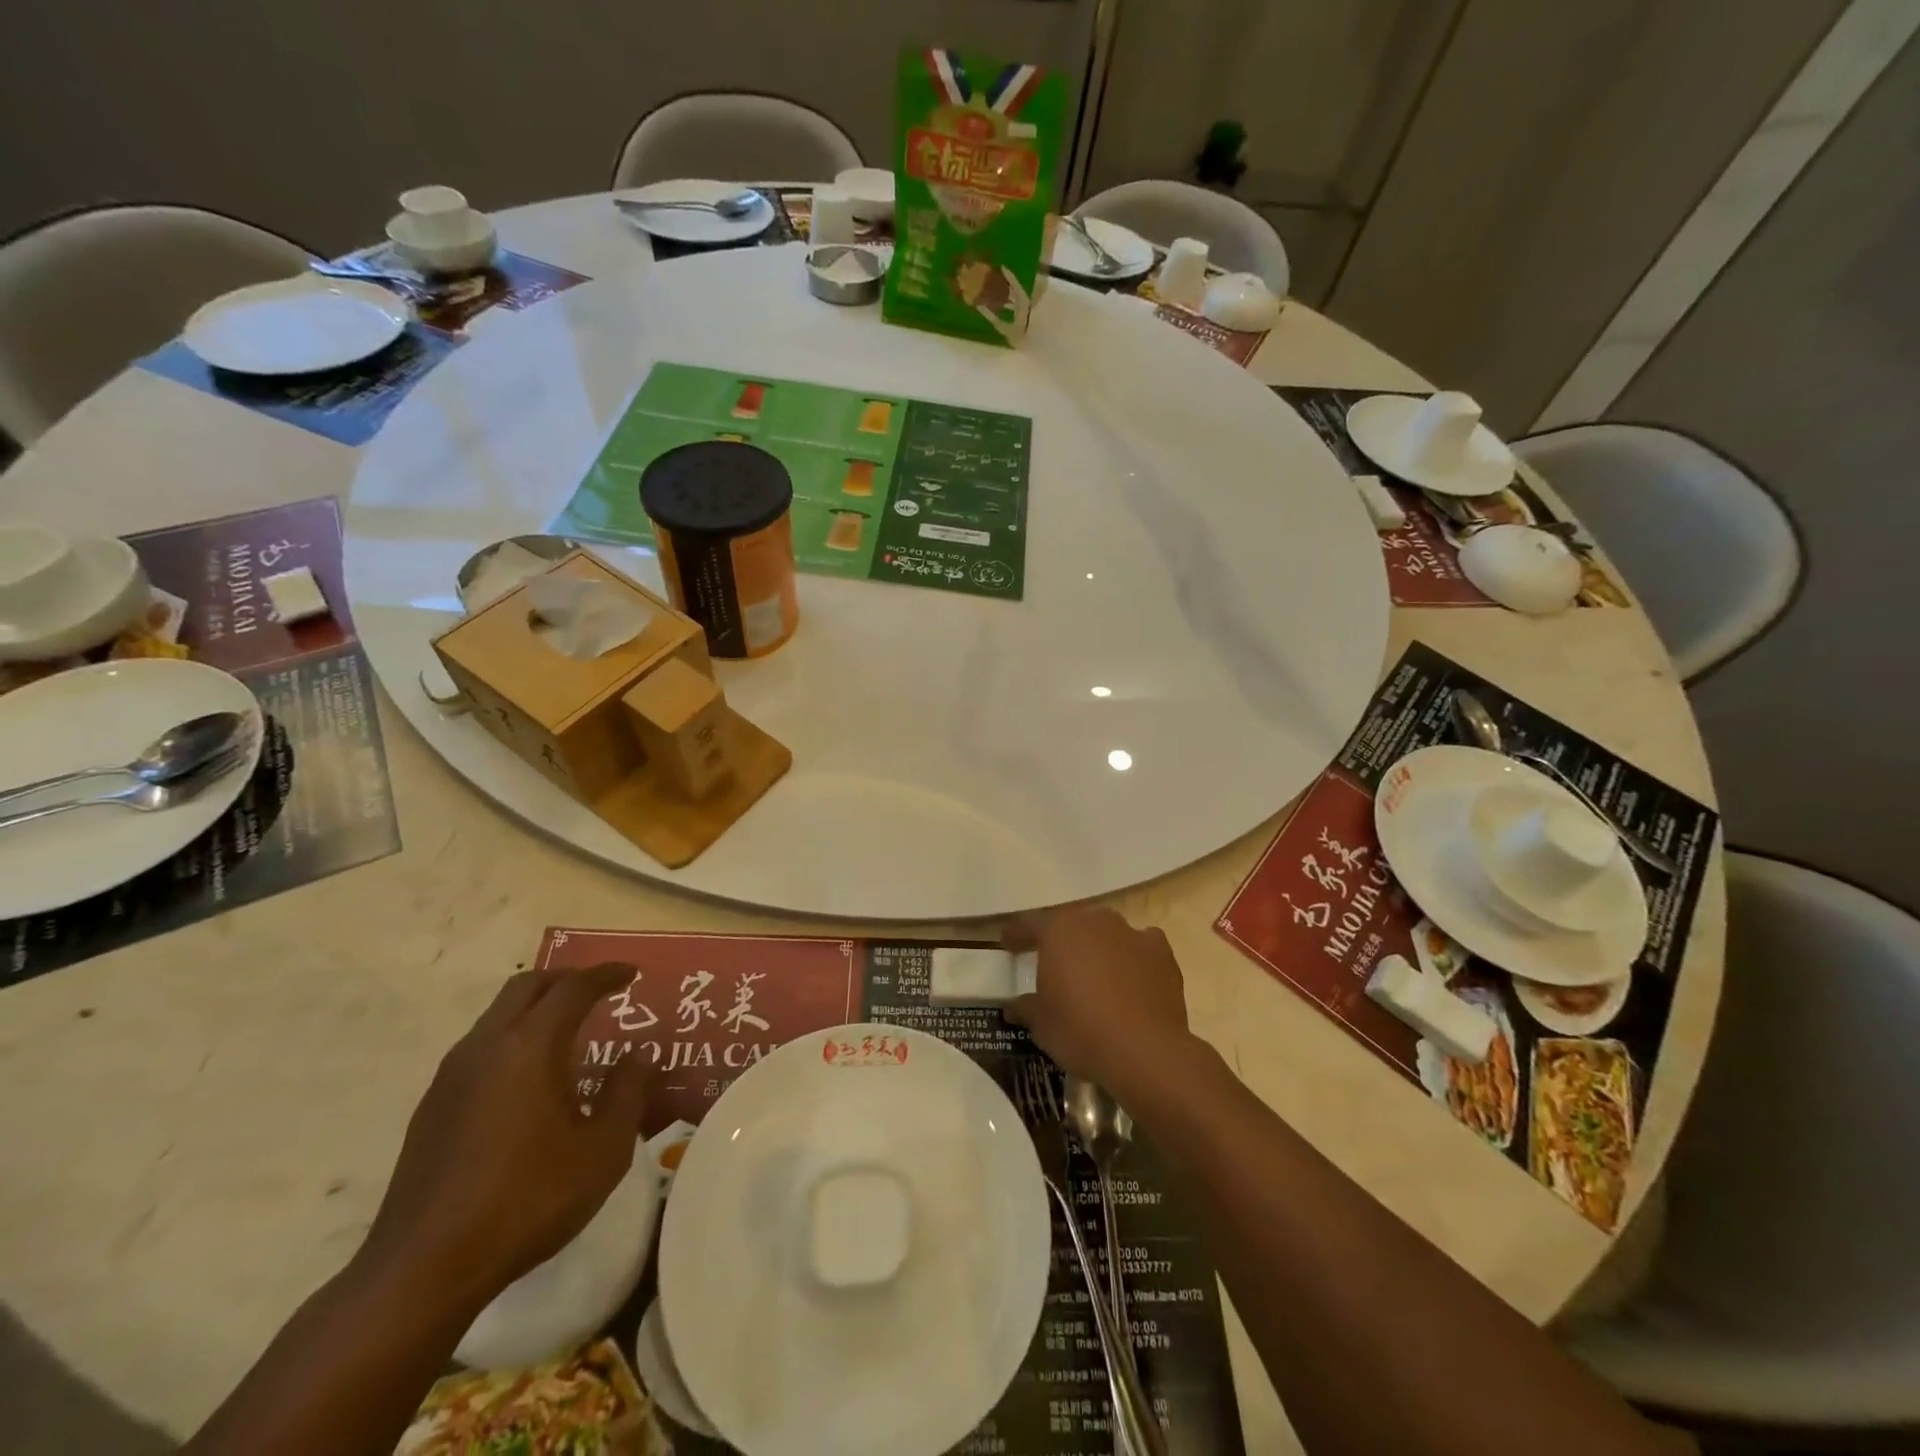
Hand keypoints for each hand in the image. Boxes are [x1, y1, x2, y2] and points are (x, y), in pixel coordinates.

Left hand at [360, 964, 648, 1308]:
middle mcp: (486, 1047)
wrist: (422, 1270)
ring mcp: (451, 1077)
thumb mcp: (603, 1150)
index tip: (631, 973)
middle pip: (527, 986)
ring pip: (497, 1015)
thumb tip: (638, 1056)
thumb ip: (627, 1093)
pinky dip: (513, 1039)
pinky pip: (480, 1048)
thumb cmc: (528, 1201)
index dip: (607, 975)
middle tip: (599, 991)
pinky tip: (529, 1079)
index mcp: (531, 1047)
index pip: (574, 989)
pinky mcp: (432, 1108)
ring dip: (536, 1008)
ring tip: (568, 1032)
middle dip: (567, 979)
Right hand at [1003, 907, 1196, 1097]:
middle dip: (1061, 940)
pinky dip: (1133, 956)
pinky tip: (1131, 977)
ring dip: (1097, 947)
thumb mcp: (1041, 1024)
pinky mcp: (1161, 952)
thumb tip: (1014, 1006)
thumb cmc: (1081, 1031)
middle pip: (1071, 924)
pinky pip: (1140, 946)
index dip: (1017, 934)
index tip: (1008, 944)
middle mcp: (1094, 921)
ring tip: (1094, 973)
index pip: (1029, 924)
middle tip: (1053, 962)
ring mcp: (1131, 933)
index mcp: (1058, 931)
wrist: (1145, 1051)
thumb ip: (1026, 1008)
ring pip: (1106, 932)